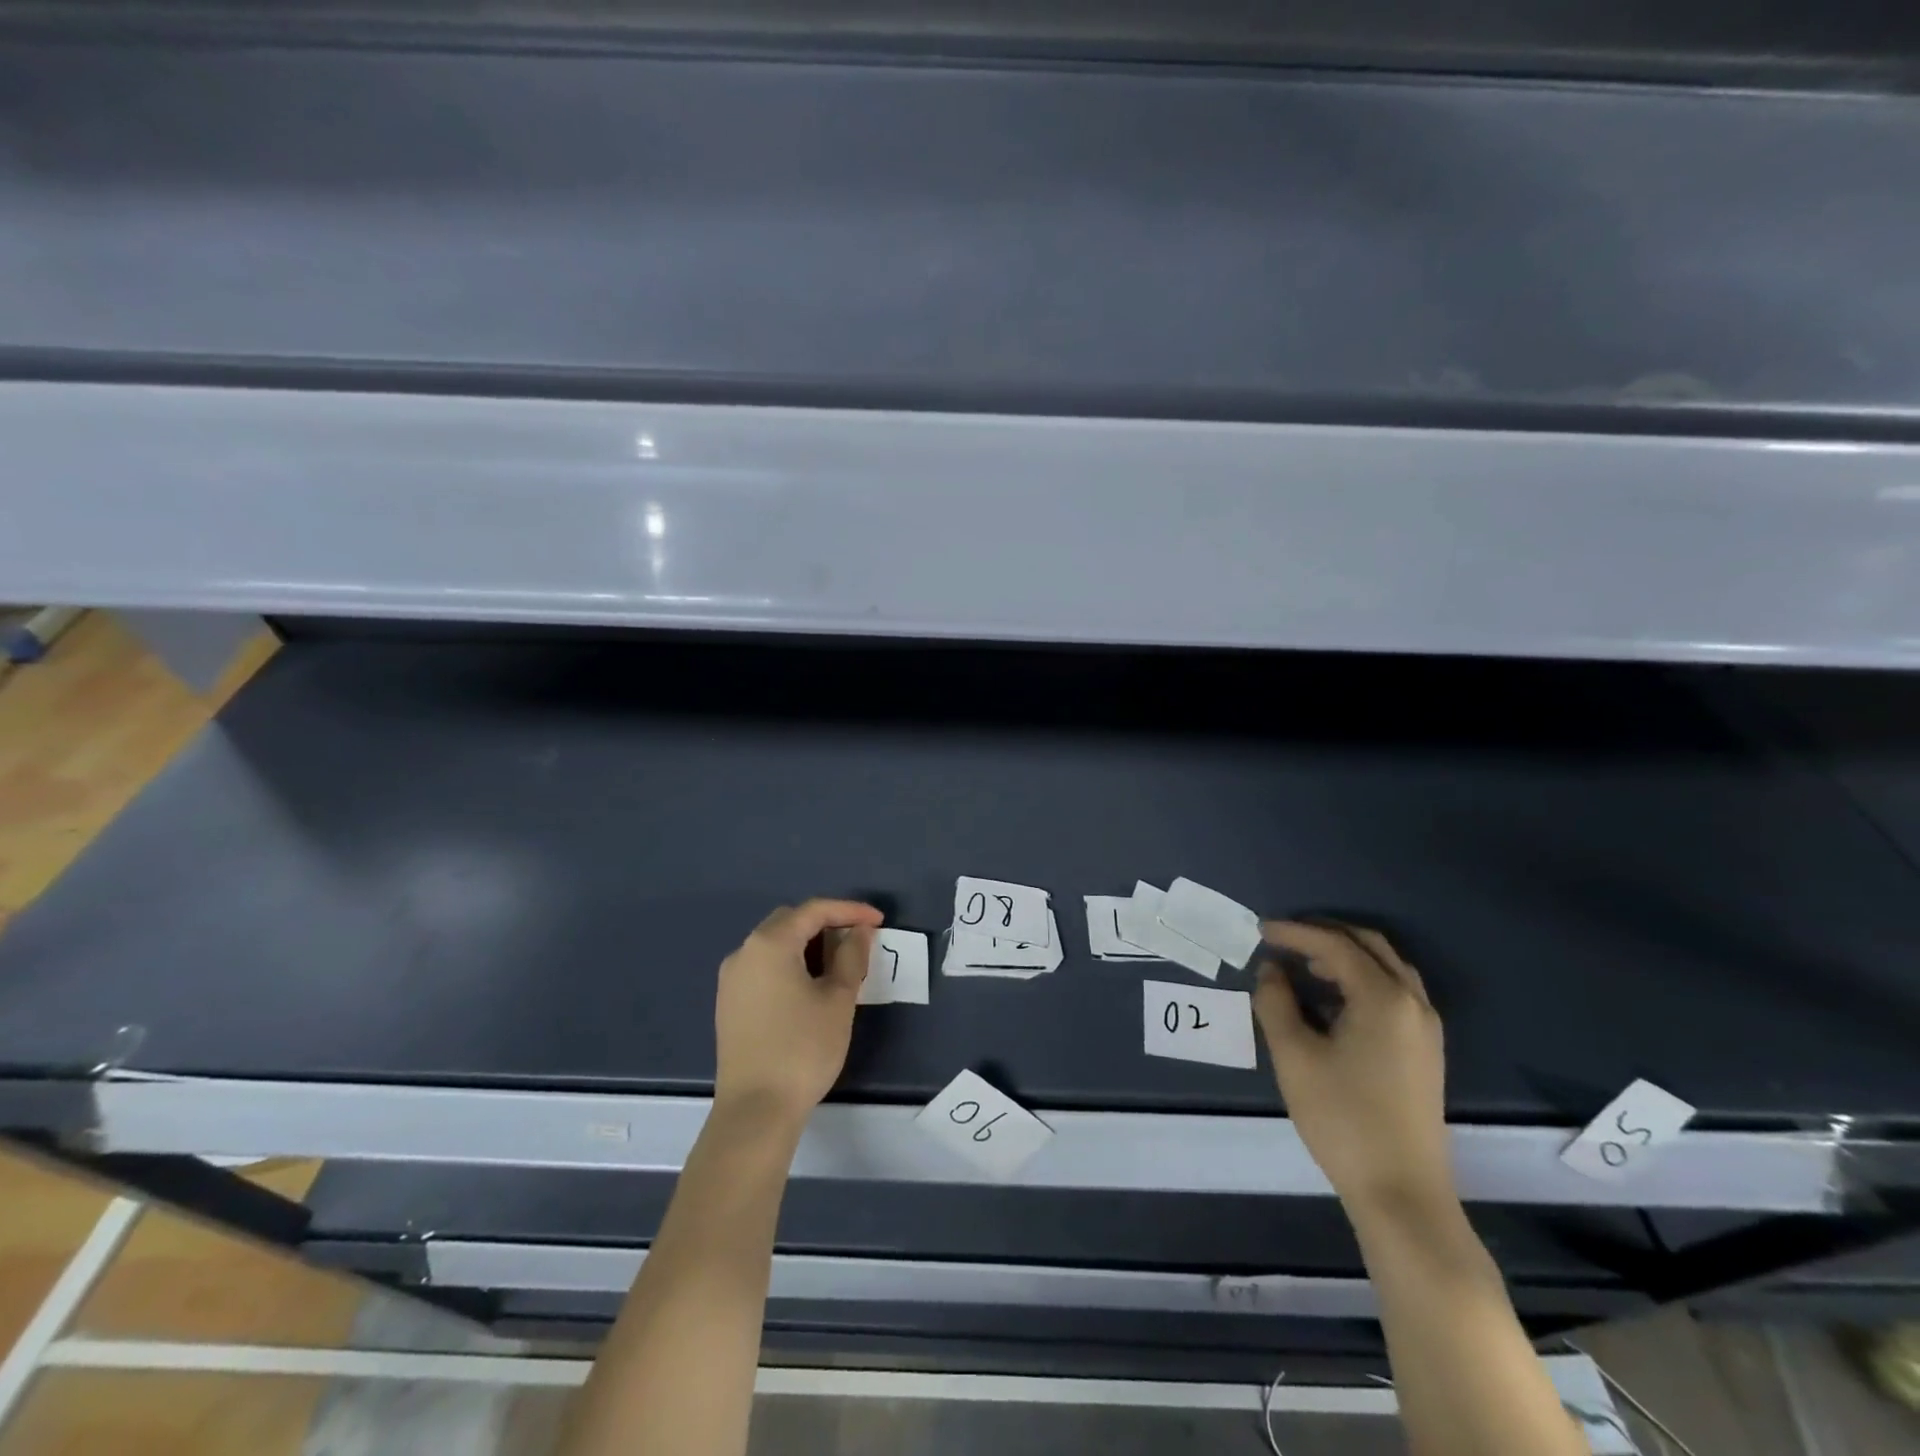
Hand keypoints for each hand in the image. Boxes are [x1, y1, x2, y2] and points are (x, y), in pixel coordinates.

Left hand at [713, 899, 883, 1127]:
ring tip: (839, 963)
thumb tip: (858, 932)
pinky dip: (790, 963)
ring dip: (807, 944)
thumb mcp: (838, 999)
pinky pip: (763, 966)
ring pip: (775, 944)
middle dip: (826, 923)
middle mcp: (744, 952)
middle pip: (790, 921)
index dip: (850, 910)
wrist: (755, 1110)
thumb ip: (851, 956)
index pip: (814, 911)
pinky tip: (810, 985)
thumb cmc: (803, 1049)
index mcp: (770, 944)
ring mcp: (731, 979)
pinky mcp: (729, 1003)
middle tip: (858, 939)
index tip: (879, 921)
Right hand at [1253, 920, 1453, 1218]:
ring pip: (1386, 968)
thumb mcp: (1294, 1055)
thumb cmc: (1343, 1118)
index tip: (1260, 930)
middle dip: (1324, 934)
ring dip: (1345, 956)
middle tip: (1284, 938)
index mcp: (1384, 998)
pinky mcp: (1425, 1051)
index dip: (1295, 933)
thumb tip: (1272, 970)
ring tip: (1304, 966)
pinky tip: (1332, 1000)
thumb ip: (1275, 1002)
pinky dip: (1362, 979)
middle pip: (1369, 945)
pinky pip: (1394, 992)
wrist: (1402, 1193)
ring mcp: (1425, 1028)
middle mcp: (1413, 1003)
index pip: (1335, 945)